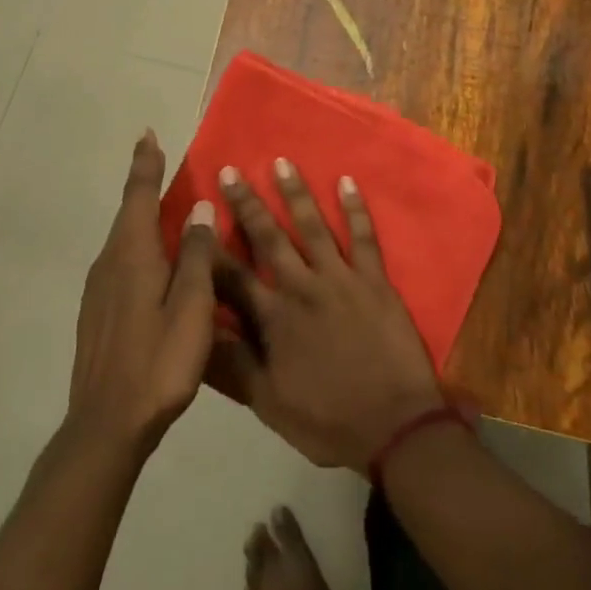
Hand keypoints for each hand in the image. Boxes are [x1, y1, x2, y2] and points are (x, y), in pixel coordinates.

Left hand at [66, 130, 217, 456]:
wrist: (105, 427)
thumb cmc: (157, 362)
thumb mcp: (191, 307)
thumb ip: (196, 254)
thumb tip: (198, 208)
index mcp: (132, 254)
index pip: (139, 195)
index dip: (145, 164)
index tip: (147, 135)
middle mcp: (110, 263)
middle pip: (129, 213)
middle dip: (144, 186)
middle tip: (162, 165)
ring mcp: (99, 290)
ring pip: (125, 240)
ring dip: (143, 218)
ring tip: (166, 211)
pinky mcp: (97, 313)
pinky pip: (122, 263)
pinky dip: (140, 247)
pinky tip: (156, 266)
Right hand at [212, 160, 444, 470]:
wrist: (393, 427)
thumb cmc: (328, 421)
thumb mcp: (270, 405)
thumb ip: (236, 365)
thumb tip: (202, 330)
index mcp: (274, 319)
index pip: (233, 276)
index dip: (212, 247)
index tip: (196, 217)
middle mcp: (302, 287)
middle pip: (269, 238)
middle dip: (247, 204)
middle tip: (230, 171)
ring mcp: (341, 278)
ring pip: (312, 226)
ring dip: (295, 193)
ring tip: (281, 162)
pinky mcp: (374, 279)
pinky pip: (364, 236)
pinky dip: (355, 208)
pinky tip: (346, 181)